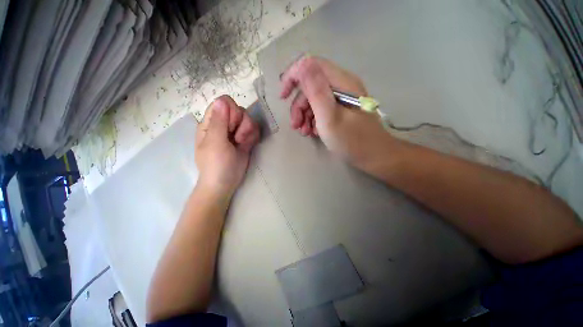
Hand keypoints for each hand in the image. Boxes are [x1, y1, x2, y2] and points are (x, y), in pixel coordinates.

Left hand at [195, 95, 259, 197]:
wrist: (225, 183)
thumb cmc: (216, 165)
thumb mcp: (215, 143)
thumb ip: (219, 122)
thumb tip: (222, 99)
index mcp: (211, 123)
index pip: (224, 102)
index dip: (231, 112)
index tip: (231, 126)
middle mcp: (224, 124)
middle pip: (239, 110)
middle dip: (242, 123)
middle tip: (236, 138)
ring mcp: (235, 132)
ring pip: (249, 120)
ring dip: (248, 131)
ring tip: (242, 144)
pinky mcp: (245, 139)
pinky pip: (254, 130)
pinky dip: (253, 137)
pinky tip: (247, 145)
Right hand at [280, 56, 398, 169]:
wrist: (374, 157)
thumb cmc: (352, 140)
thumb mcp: (330, 117)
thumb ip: (316, 90)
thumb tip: (302, 64)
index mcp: (341, 82)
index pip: (311, 65)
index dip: (293, 76)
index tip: (283, 96)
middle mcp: (341, 86)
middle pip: (311, 86)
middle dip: (298, 105)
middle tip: (295, 125)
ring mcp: (341, 99)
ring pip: (314, 100)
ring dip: (304, 115)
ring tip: (304, 132)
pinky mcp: (341, 110)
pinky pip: (321, 109)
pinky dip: (313, 120)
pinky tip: (313, 132)